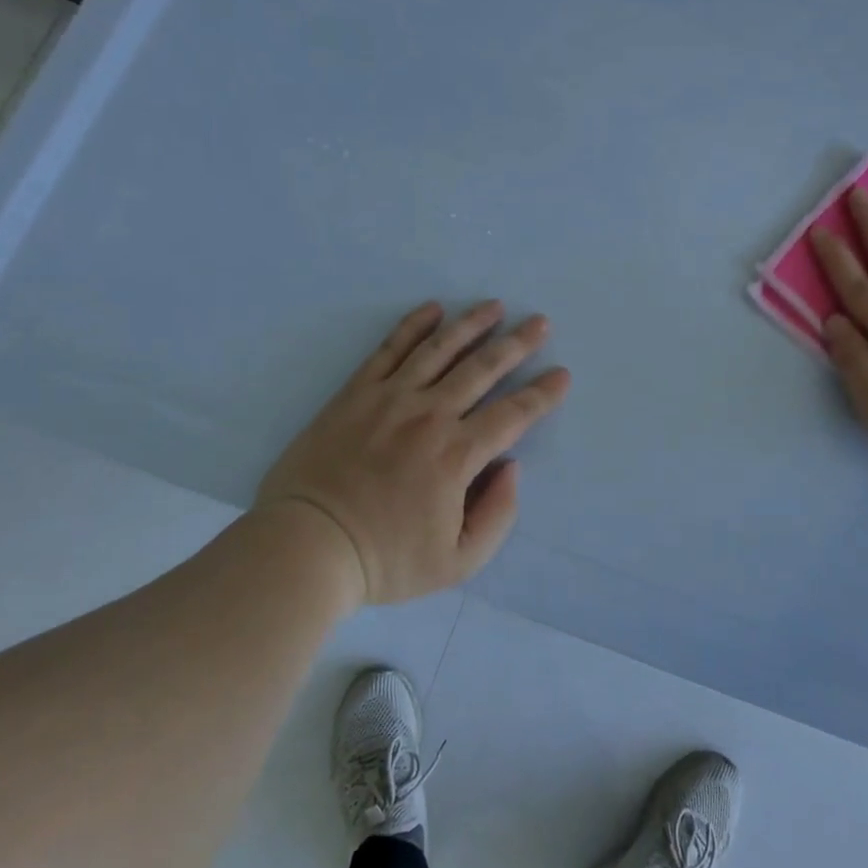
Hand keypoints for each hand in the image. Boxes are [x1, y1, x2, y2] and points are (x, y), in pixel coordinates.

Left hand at [257, 301, 570, 603]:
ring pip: (440, 349)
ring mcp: (390, 398)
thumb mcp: (458, 562)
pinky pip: (389, 349)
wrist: (305, 546)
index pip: (513, 415)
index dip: (542, 393)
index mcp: (457, 455)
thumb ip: (498, 515)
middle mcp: (430, 415)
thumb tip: (510, 466)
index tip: (562, 374)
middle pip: (483, 369)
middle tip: (540, 322)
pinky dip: (413, 326)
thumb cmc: (385, 559)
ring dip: (472, 324)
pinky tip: (433, 309)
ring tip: (494, 306)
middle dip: (517, 344)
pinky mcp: (356, 393)